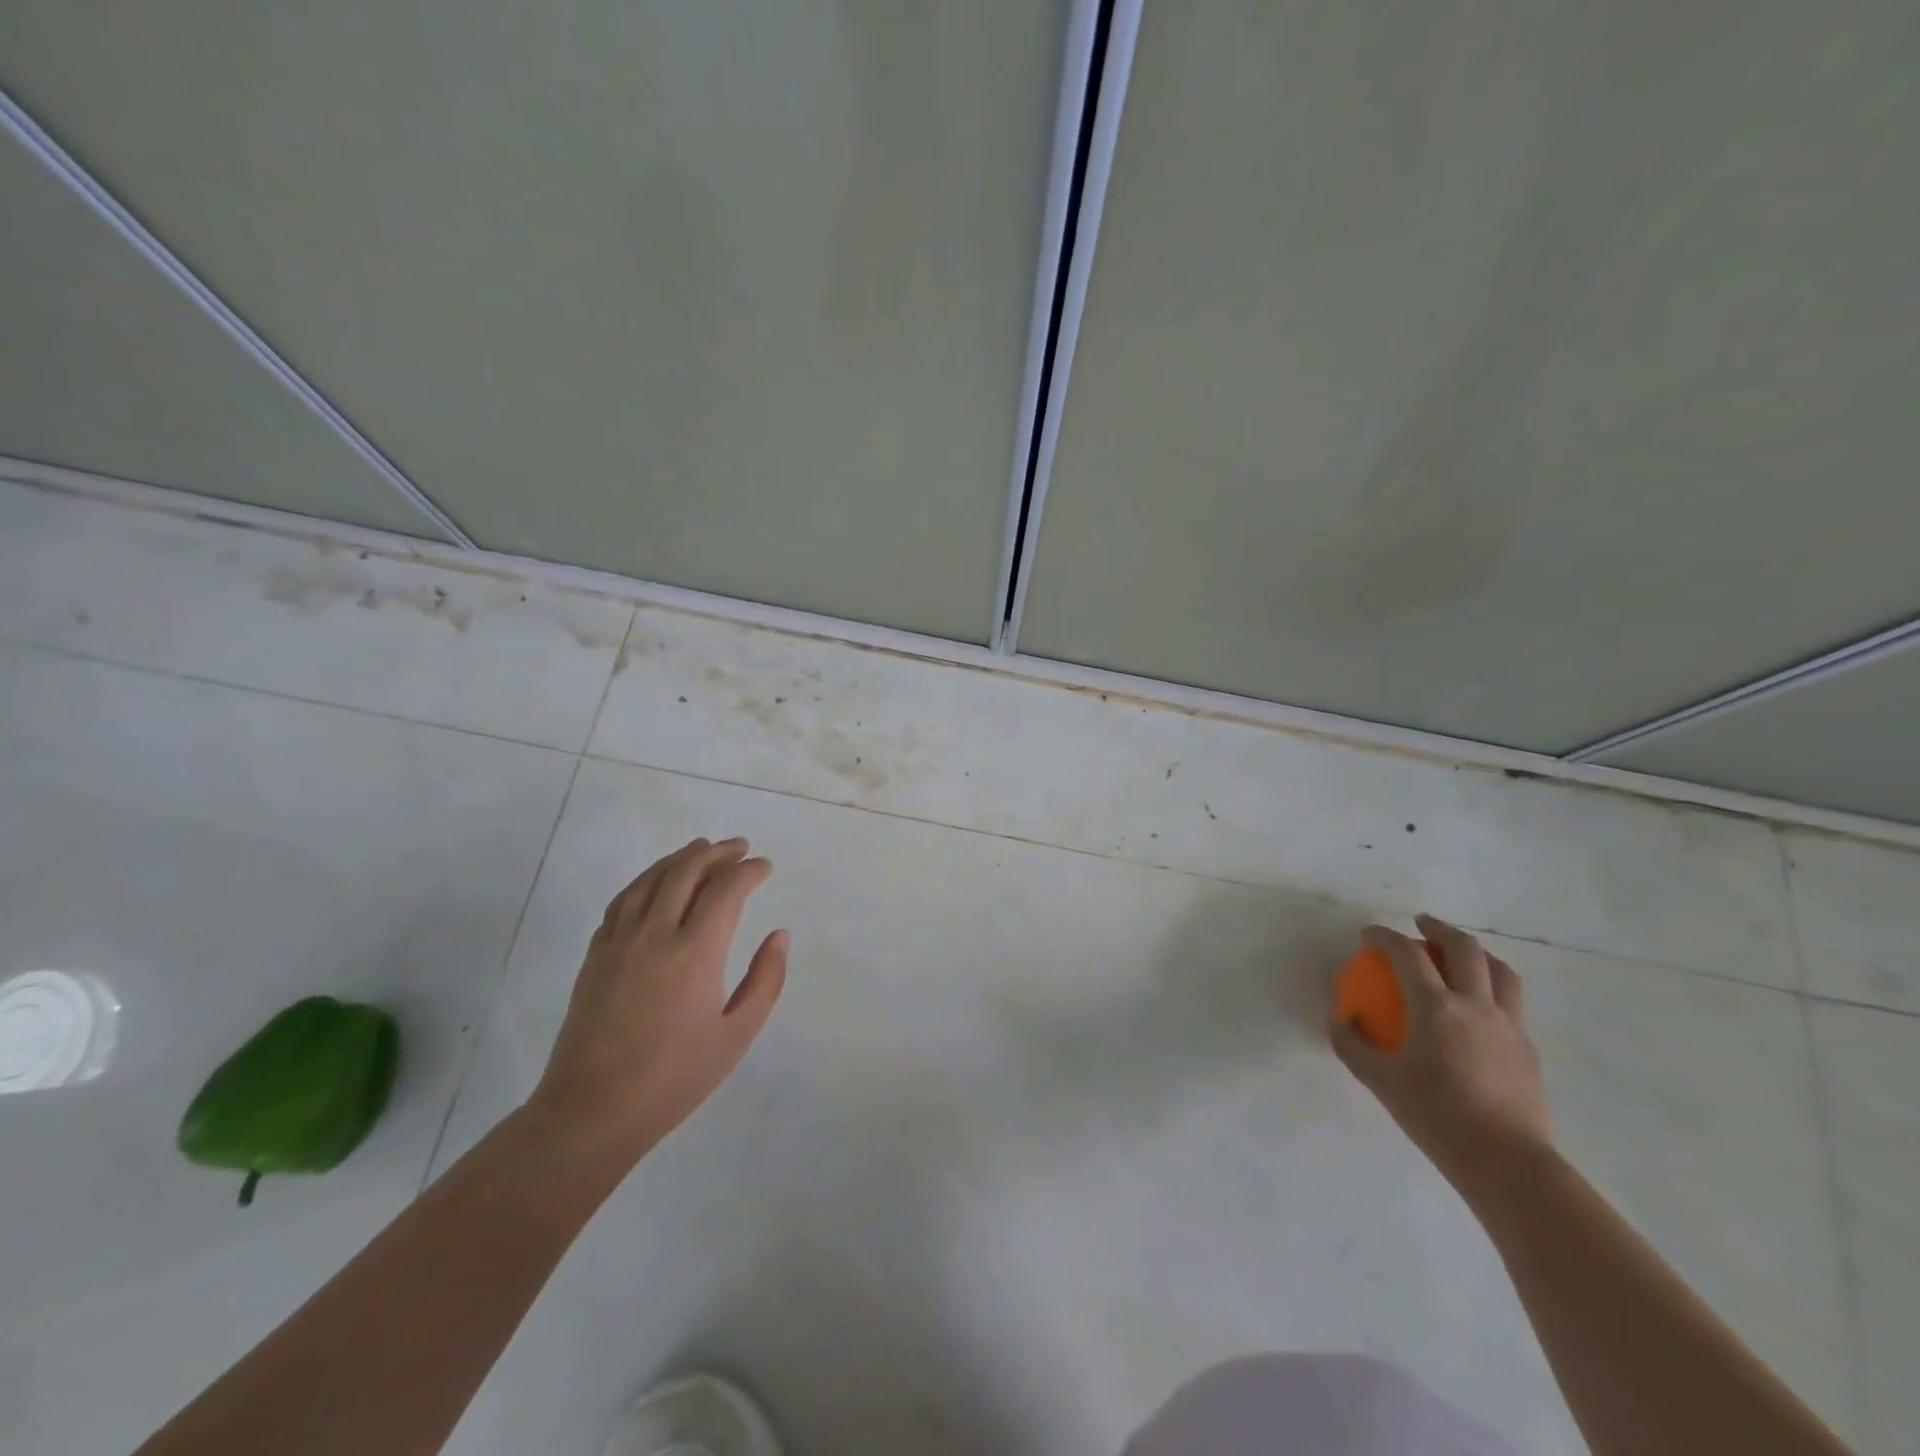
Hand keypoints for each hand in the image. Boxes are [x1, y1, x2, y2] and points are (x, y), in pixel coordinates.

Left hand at [527, 837, 787, 1160]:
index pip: (727, 889)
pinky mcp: (596, 953)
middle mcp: (656, 933)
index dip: (749, 871)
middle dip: (717, 853)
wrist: (593, 1109)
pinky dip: (646, 879)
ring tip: (701, 848)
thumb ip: (765, 979)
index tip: (765, 867)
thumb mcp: (737, 1034)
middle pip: (687, 871)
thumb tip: (779, 935)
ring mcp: (620, 940)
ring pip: (652, 878)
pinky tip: (656, 881)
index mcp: (696, 951)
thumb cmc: (675, 1077)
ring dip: (681, 857)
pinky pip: (623, 899)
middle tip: (739, 847)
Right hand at [1330, 914, 1550, 1189]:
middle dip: (1439, 929)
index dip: (1385, 936)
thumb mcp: (1379, 1080)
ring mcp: (1509, 1026)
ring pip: (1501, 972)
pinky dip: (1492, 989)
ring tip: (1460, 955)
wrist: (1506, 1162)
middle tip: (1420, 924)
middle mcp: (1476, 1006)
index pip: (1407, 954)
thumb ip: (1352, 1045)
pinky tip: (1478, 1008)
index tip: (1368, 934)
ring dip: (1478, 953)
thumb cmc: (1435, 1115)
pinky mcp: (1527, 1050)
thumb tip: (1340, 1019)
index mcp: (1436, 1007)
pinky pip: (1511, 1004)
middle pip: (1464, 949)